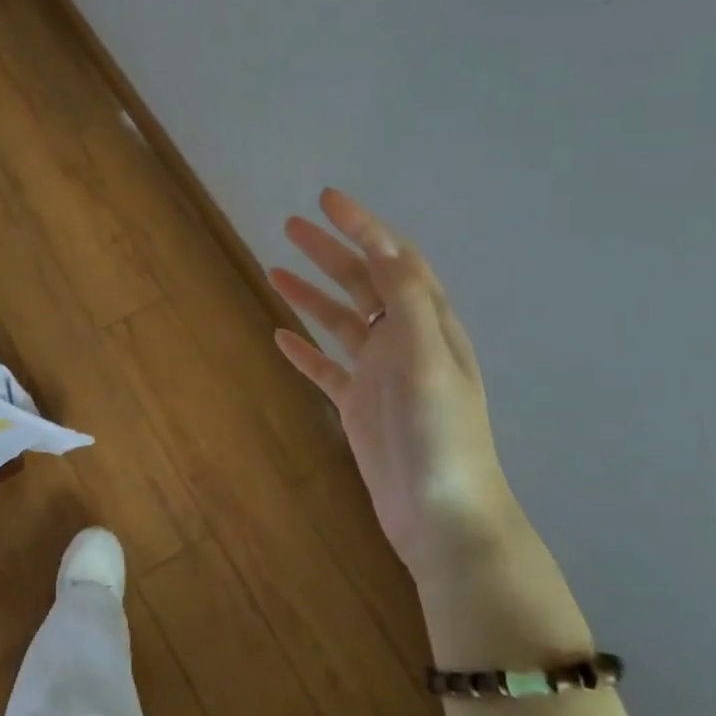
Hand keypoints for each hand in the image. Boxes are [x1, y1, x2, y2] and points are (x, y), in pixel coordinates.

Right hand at [270, 189, 521, 585]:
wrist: (442, 516)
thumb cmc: (440, 436)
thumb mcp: (429, 361)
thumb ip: (408, 302)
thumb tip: (384, 245)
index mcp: (427, 324)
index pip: (393, 260)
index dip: (363, 227)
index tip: (327, 199)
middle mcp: (404, 341)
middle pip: (362, 283)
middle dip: (329, 251)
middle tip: (290, 225)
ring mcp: (379, 374)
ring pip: (339, 321)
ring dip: (310, 293)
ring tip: (273, 268)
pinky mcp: (358, 406)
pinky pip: (326, 367)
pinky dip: (304, 348)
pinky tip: (280, 336)